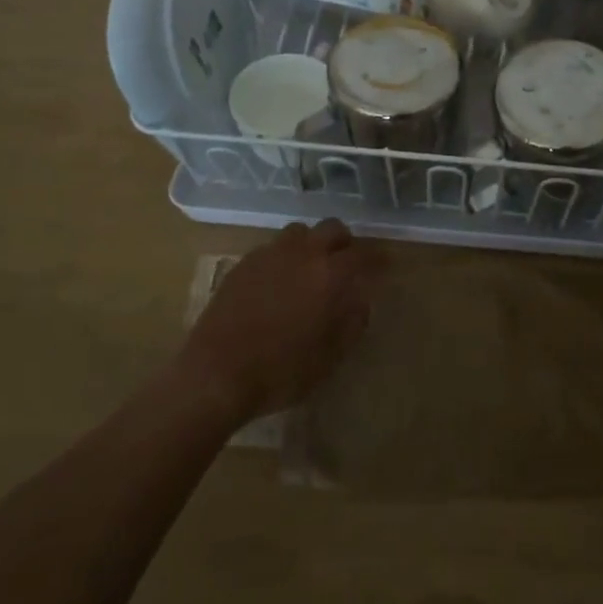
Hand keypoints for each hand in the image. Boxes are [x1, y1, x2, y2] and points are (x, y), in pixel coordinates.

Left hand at [179, 220, 380, 420]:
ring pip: (301, 232)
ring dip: (312, 244)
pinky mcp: (243, 263)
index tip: (387, 264)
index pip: (364, 254)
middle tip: (348, 264)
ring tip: (311, 269)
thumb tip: (361, 302)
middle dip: (345, 243)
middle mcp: (302, 254)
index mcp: (329, 275)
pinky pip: (273, 247)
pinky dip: (285, 256)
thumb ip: (352, 323)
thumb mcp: (329, 357)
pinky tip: (280, 281)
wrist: (216, 374)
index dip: (379, 258)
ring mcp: (269, 254)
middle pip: (332, 229)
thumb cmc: (280, 372)